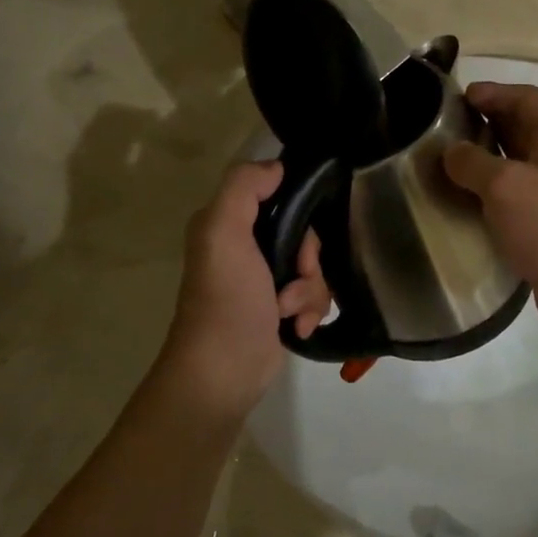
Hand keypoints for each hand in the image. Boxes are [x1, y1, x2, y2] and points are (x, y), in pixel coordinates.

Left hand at [153, 162, 329, 422]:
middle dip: (309, 260)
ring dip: (310, 291)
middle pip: (304, 235)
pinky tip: (296, 327)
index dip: (299, 212)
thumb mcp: (224, 231)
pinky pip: (313, 297)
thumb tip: (277, 167)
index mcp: (228, 223)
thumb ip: (244, 188)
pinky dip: (310, 311)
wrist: (224, 370)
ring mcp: (264, 281)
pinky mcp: (279, 310)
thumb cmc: (226, 298)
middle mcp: (245, 248)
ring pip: (313, 268)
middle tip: (298, 276)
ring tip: (289, 312)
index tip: (301, 234)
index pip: (279, 196)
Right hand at [443, 82, 537, 342]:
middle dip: (483, 123)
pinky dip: (488, 191)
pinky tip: (463, 201)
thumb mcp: (506, 186)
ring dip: (484, 159)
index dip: (493, 92)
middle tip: (443, 129)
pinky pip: (514, 196)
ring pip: (515, 163)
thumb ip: (472, 162)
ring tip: (445, 163)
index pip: (526, 98)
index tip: (455, 98)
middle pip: (521, 128)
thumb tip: (450, 152)